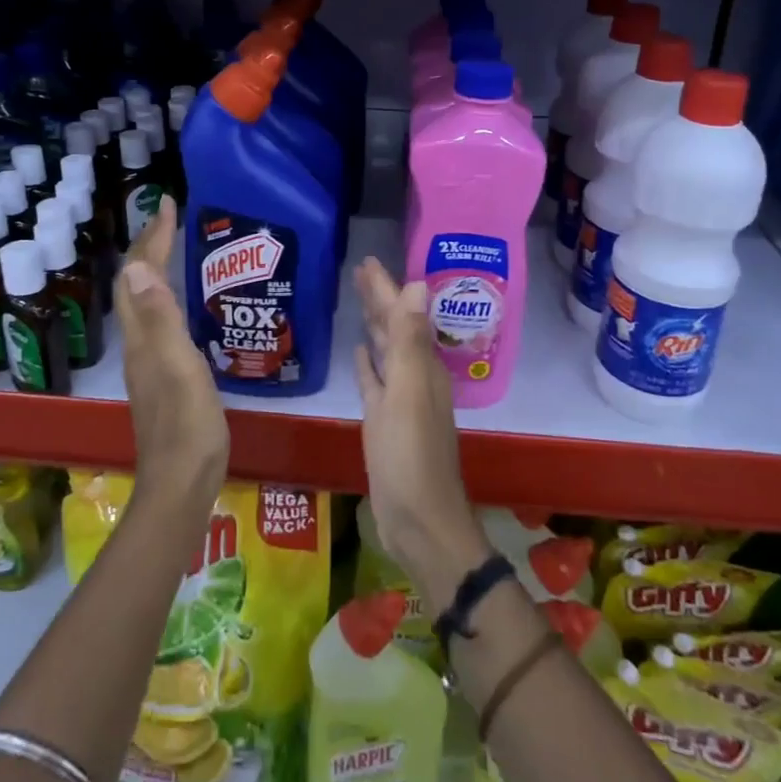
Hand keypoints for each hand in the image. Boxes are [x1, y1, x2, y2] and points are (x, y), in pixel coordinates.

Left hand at [116, 197, 228, 534]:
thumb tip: (139, 266)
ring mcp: (150, 361)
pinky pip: (160, 320)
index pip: (140, 273)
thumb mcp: (178, 366)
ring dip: (156, 268)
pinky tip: (185, 302)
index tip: (169, 203)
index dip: (154, 237)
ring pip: (145, 301)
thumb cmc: (187, 424)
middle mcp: (139, 343)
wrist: (182, 481)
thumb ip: (161, 318)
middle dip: (150, 245)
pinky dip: (168, 296)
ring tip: (176, 247)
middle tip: (171, 218)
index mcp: (142, 336)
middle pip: (136, 284)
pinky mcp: (164, 375)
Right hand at [352, 257, 488, 612]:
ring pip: (386, 351)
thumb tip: (418, 284)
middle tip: (358, 271)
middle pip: (396, 328)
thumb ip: (410, 340)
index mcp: (422, 366)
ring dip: (375, 325)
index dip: (386, 287)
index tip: (367, 261)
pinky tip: (360, 352)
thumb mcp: (407, 392)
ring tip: (360, 301)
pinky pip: (375, 382)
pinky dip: (369, 364)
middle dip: (380, 298)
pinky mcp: (384, 422)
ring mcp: (400, 401)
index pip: (403, 314)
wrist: (418, 521)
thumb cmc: (410, 455)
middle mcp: (414, 377)